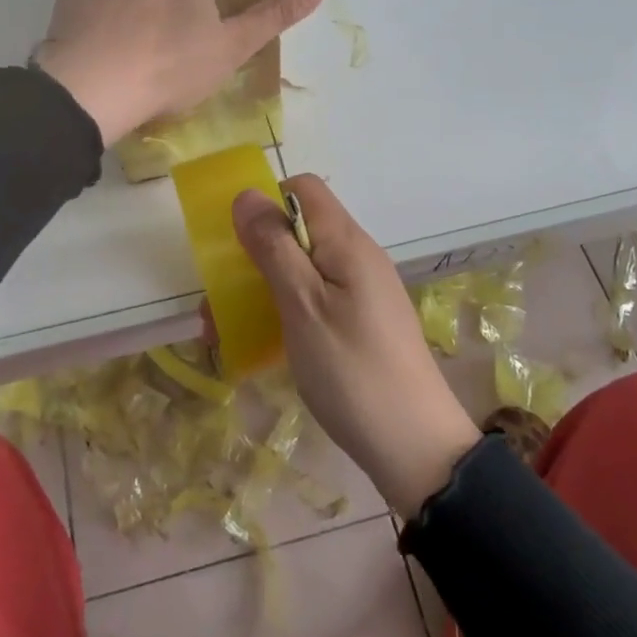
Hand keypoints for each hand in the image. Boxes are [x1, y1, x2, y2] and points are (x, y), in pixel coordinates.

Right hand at [233, 176, 480, 519]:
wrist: (416, 448)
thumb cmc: (351, 371)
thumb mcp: (302, 306)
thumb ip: (274, 247)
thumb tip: (247, 194)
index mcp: (347, 242)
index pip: (304, 189)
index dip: (268, 203)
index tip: (241, 244)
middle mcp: (358, 256)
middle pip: (300, 230)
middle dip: (256, 254)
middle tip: (220, 299)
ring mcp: (364, 290)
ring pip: (304, 267)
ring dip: (264, 287)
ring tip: (226, 331)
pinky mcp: (364, 321)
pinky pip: (318, 298)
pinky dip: (287, 310)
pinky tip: (267, 345)